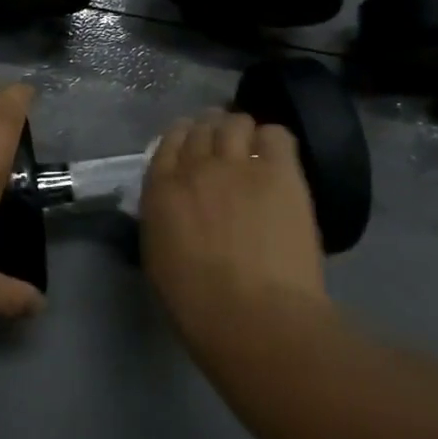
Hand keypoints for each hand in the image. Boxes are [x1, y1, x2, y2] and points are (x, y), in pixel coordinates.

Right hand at [140, 109, 326, 327]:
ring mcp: (238, 164)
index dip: (181, 138)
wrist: (255, 316)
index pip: (168, 142)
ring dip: (240, 130)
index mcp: (160, 190)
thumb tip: (175, 205)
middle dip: (211, 130)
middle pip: (202, 127)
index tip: (191, 145)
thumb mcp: (158, 259)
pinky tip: (276, 157)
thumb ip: (163, 219)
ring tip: (251, 147)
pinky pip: (276, 135)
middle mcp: (196, 166)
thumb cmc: (197, 305)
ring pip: (236, 122)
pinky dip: (272, 139)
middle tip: (223, 145)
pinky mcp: (280, 171)